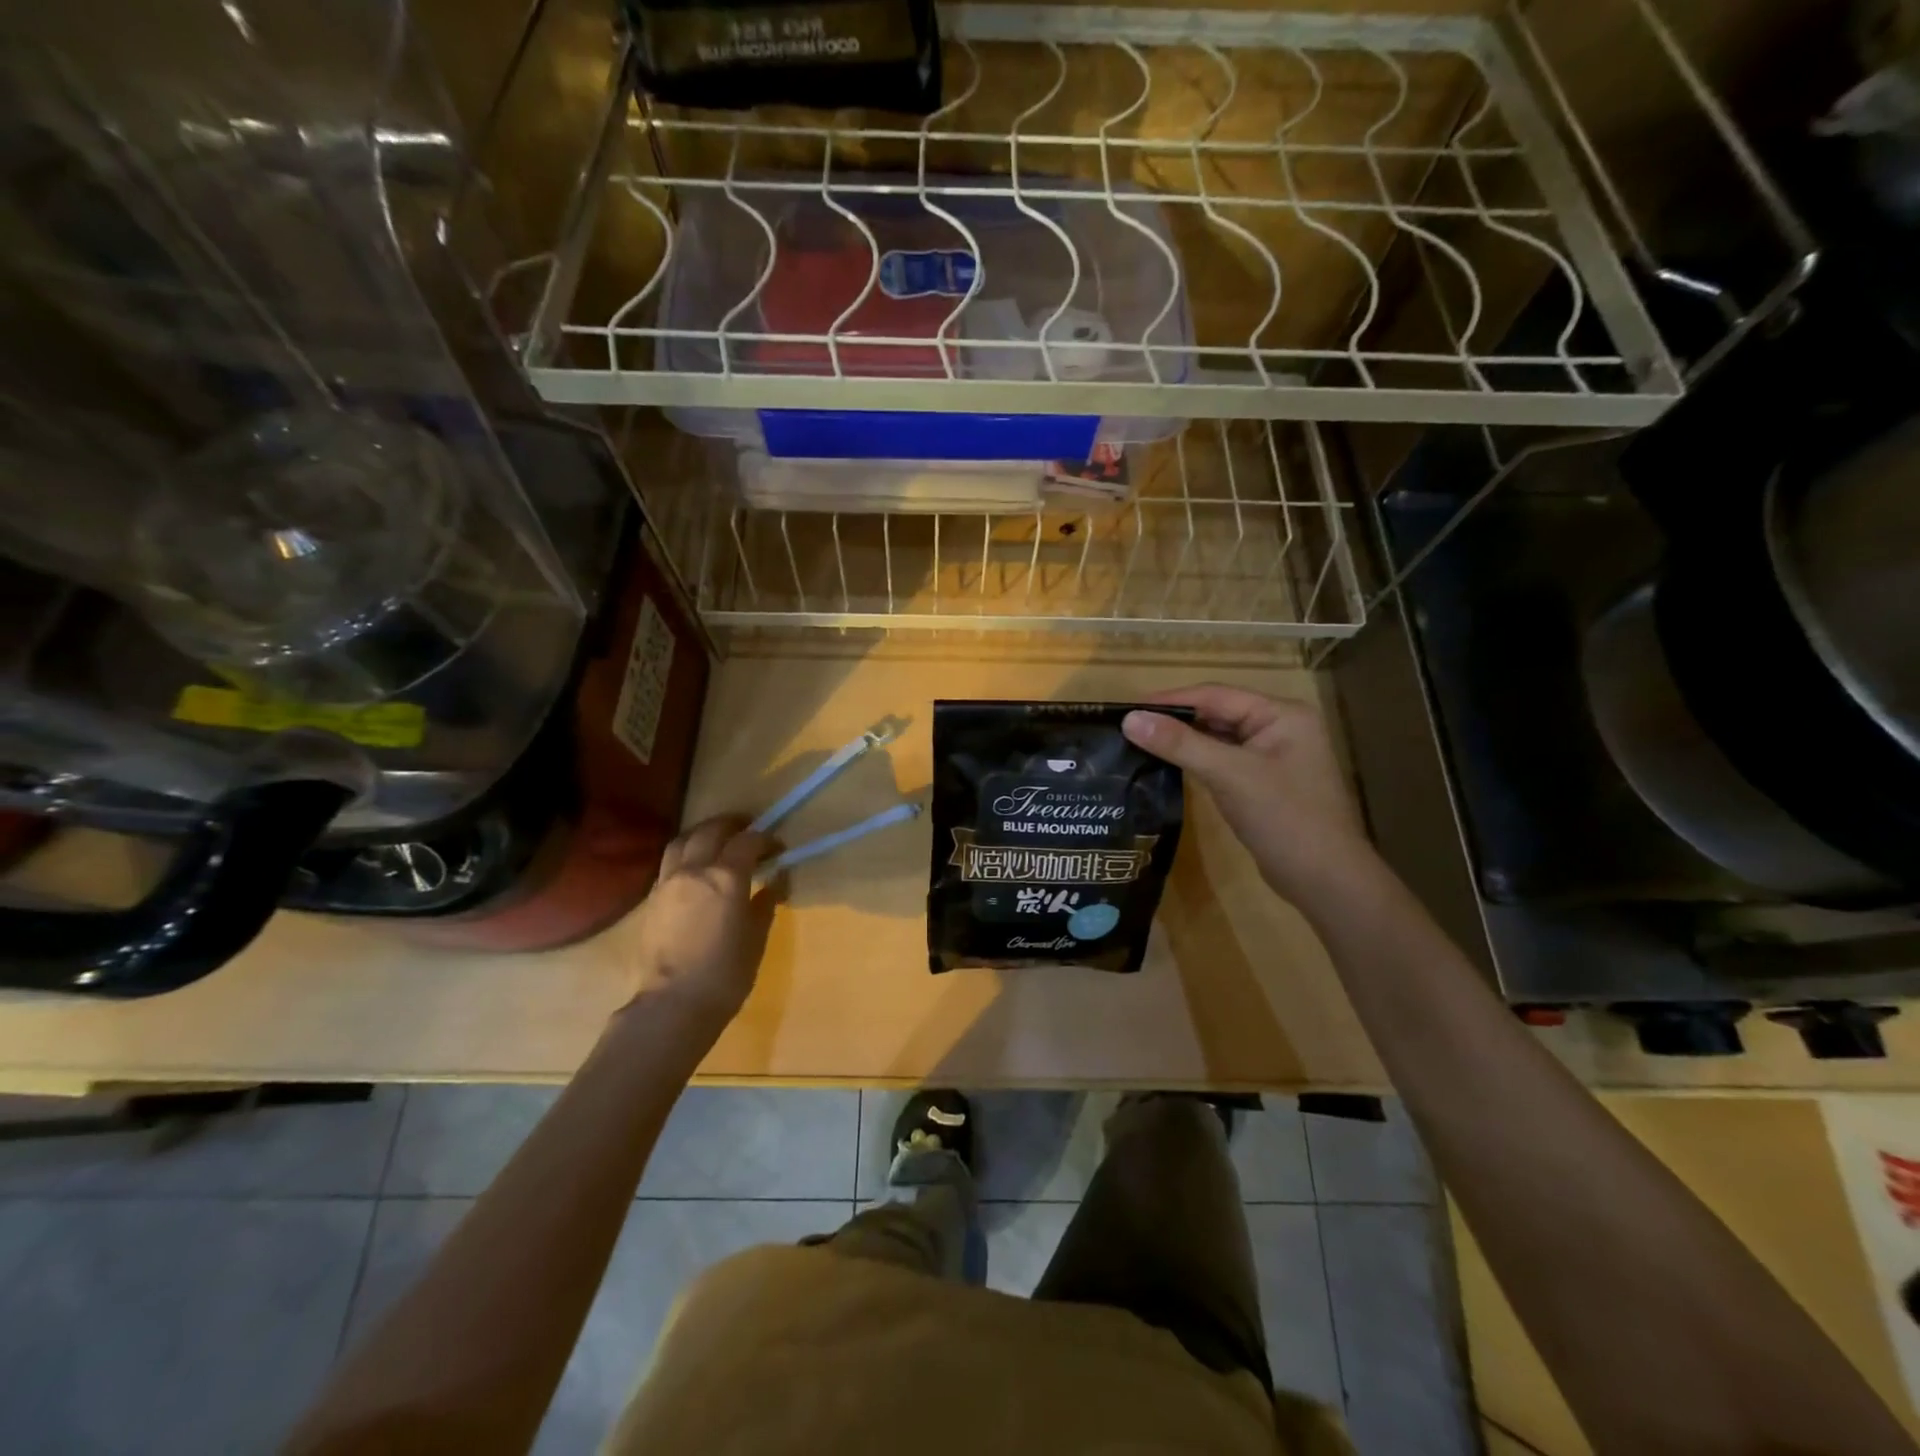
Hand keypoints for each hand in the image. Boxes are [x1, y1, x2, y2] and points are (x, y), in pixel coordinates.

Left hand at [624, 815, 779, 1025]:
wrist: (672, 1004)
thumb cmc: (725, 973)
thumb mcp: (756, 937)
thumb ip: (765, 903)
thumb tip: (775, 882)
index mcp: (726, 876)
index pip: (748, 841)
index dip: (766, 839)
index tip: (778, 849)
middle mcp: (695, 869)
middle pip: (711, 830)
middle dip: (732, 825)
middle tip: (748, 830)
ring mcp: (668, 882)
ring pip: (683, 840)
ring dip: (703, 834)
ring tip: (717, 840)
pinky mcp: (651, 898)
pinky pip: (670, 863)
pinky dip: (685, 855)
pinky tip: (695, 869)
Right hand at [1122, 685, 1374, 908]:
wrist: (1325, 880)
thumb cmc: (1284, 818)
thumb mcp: (1229, 775)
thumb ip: (1180, 744)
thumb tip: (1129, 719)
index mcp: (1281, 714)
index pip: (1215, 695)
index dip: (1170, 700)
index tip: (1127, 709)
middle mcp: (1280, 727)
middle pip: (1217, 713)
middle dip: (1175, 720)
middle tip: (1129, 727)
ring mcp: (1273, 757)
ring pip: (1218, 738)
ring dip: (1183, 741)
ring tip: (1139, 743)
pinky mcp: (1264, 783)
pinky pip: (1223, 761)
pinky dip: (1196, 761)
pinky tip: (1168, 766)